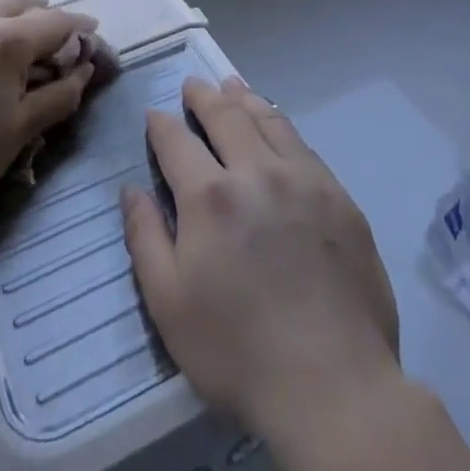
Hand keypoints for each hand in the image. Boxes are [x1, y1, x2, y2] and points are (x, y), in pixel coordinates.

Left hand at [0, 0, 100, 226]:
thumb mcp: (20, 130)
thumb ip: (60, 95)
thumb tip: (83, 70)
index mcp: (6, 38)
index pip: (56, 21)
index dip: (79, 27)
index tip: (91, 32)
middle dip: (41, 13)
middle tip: (49, 37)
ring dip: (5, 13)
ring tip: (8, 39)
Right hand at [121, 76, 400, 441]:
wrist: (334, 384)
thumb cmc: (238, 352)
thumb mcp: (169, 305)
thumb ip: (144, 237)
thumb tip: (131, 189)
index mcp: (209, 195)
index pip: (177, 141)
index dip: (161, 124)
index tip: (155, 115)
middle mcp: (255, 171)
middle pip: (226, 116)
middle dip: (204, 96)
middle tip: (194, 85)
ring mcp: (303, 179)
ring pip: (268, 120)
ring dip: (244, 99)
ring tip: (233, 86)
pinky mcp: (338, 197)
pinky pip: (302, 145)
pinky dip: (280, 125)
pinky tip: (276, 126)